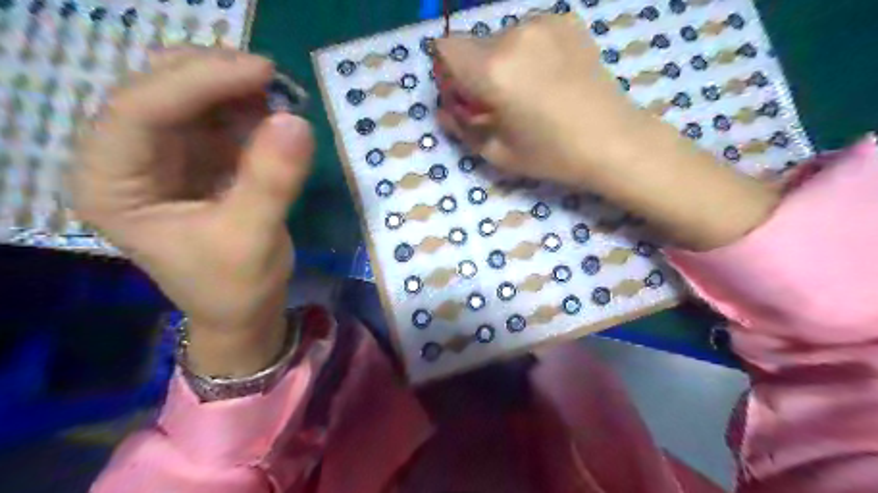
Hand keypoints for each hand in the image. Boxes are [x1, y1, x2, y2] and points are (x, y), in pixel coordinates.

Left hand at [71, 48, 312, 374]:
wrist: (245, 310)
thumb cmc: (235, 286)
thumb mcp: (252, 239)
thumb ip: (272, 181)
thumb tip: (298, 121)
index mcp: (113, 186)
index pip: (139, 111)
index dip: (199, 82)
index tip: (262, 71)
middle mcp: (128, 159)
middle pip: (158, 91)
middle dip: (216, 77)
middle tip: (275, 78)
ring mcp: (165, 155)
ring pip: (190, 95)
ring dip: (237, 89)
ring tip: (282, 97)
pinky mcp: (199, 158)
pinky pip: (220, 116)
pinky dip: (250, 108)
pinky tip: (276, 115)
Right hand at [435, 16, 777, 249]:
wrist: (613, 141)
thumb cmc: (551, 155)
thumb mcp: (497, 153)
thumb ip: (461, 128)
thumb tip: (444, 110)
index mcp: (492, 70)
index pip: (445, 48)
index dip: (449, 72)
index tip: (466, 95)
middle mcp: (514, 35)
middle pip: (474, 44)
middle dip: (477, 70)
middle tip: (500, 102)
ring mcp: (544, 23)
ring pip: (502, 38)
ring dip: (504, 61)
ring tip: (530, 91)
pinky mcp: (567, 22)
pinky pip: (530, 33)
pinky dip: (529, 52)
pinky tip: (551, 77)